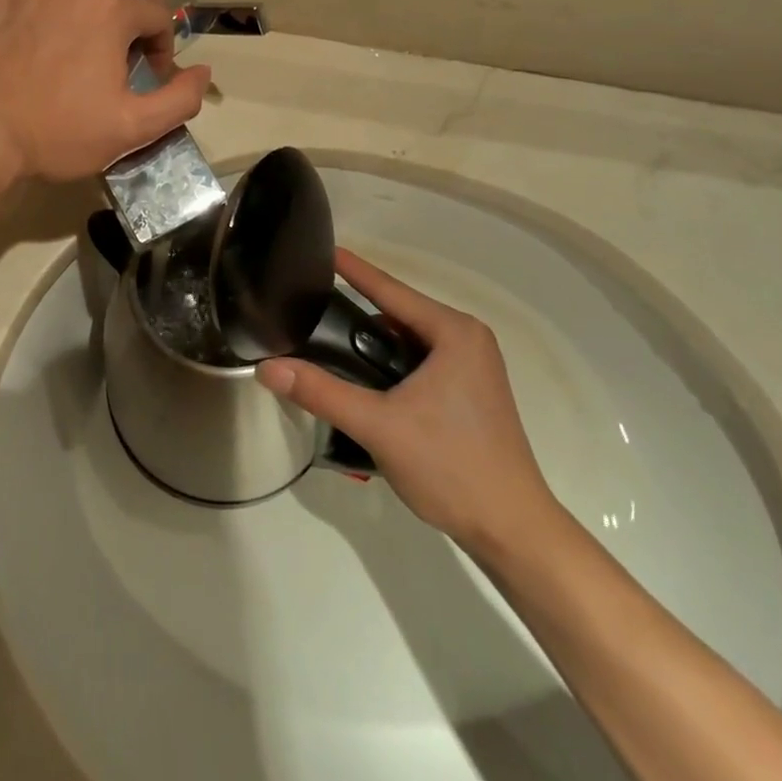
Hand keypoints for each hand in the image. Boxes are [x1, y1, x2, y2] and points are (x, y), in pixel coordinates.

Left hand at [0, 0, 210, 183]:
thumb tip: (203, 72)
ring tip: (101, 5)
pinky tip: (54, 13)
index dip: (164, 43)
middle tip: (140, 20)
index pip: (156, 13)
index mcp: (109, 12)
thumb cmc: (57, 134)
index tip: (152, 72)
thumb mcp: (132, 129)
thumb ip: (179, 99)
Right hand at [256, 249, 558, 557]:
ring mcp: (473, 366)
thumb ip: (321, 392)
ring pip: (408, 339)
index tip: (320, 249)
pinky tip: (365, 381)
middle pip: (398, 313)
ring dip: (372, 343)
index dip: (352, 269)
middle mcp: (467, 339)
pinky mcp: (470, 391)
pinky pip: (420, 359)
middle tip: (310, 308)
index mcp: (453, 332)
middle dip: (356, 312)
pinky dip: (391, 363)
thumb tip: (268, 368)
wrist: (513, 531)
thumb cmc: (451, 468)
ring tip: (329, 347)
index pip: (389, 289)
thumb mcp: (378, 426)